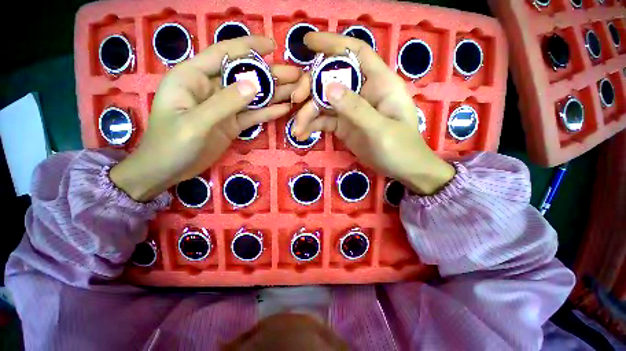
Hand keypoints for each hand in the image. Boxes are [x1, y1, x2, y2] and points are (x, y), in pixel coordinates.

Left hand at [110, 36, 300, 201]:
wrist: (168, 171)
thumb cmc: (170, 145)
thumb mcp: (195, 123)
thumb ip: (224, 103)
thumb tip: (254, 84)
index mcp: (193, 77)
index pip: (223, 54)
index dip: (248, 47)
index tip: (272, 46)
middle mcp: (210, 88)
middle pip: (244, 76)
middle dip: (270, 74)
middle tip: (295, 74)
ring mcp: (223, 107)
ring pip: (252, 97)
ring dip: (273, 93)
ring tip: (296, 90)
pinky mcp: (231, 124)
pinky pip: (252, 115)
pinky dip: (267, 112)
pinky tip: (284, 109)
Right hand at [290, 33, 454, 194]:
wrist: (402, 169)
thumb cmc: (400, 148)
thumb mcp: (380, 129)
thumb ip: (356, 108)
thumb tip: (328, 87)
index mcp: (379, 83)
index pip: (355, 52)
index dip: (332, 43)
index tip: (308, 42)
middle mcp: (362, 91)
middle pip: (332, 78)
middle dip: (311, 86)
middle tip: (295, 99)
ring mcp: (351, 109)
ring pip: (324, 102)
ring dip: (307, 112)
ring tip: (297, 127)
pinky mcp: (344, 125)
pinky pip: (324, 121)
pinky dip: (312, 126)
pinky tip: (302, 134)